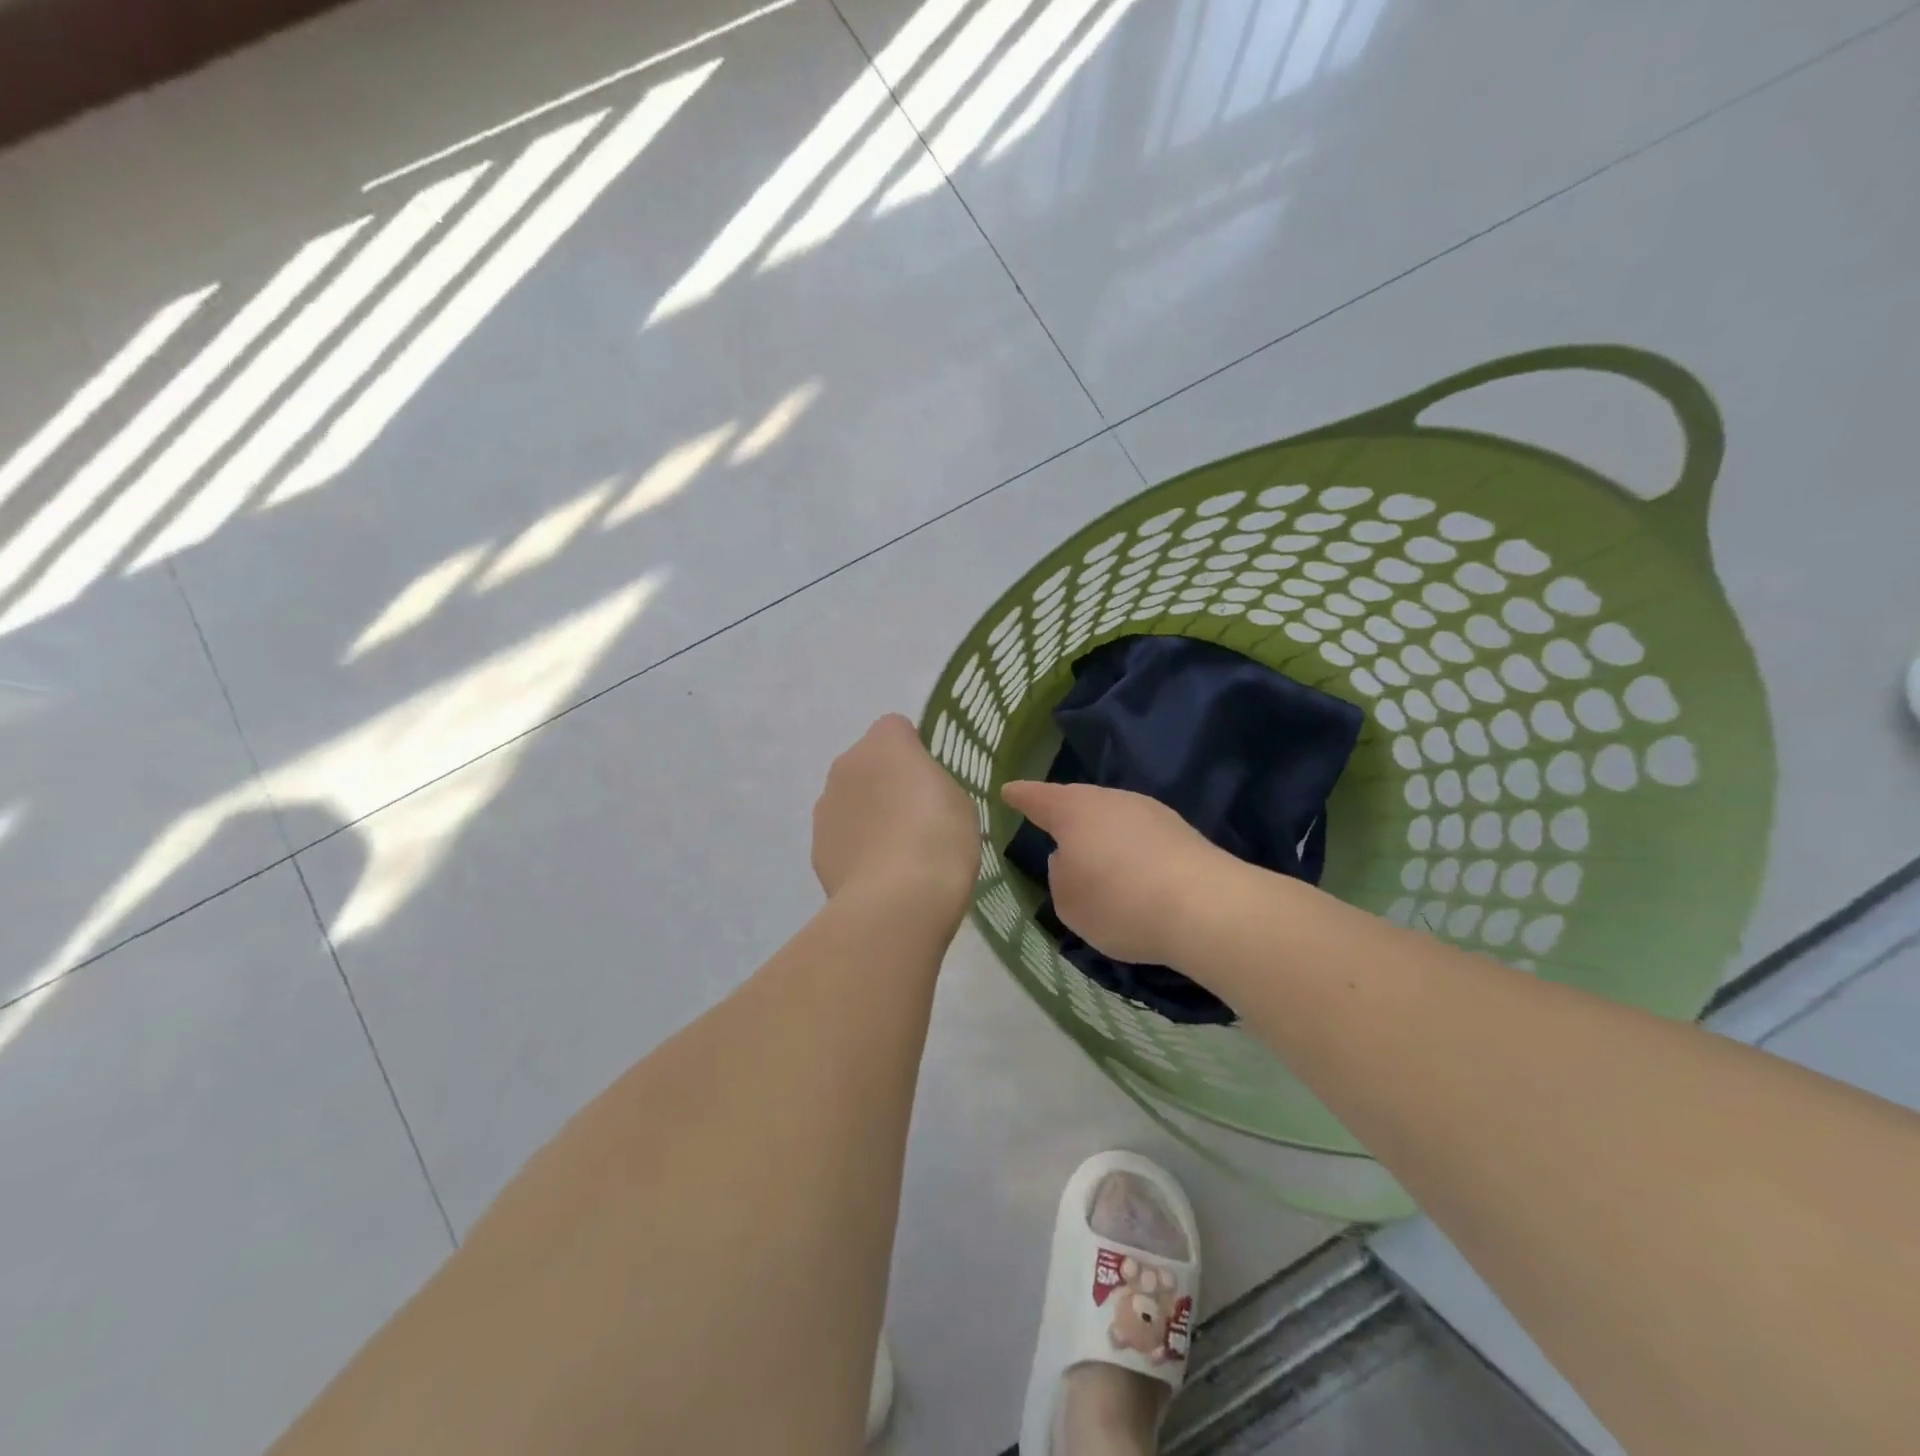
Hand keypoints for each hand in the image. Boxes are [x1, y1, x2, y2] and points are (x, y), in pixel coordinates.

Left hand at [813, 715, 978, 916]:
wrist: (896, 901)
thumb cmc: (939, 838)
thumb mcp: (958, 800)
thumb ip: (932, 783)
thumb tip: (913, 790)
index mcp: (884, 744)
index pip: (896, 728)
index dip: (915, 750)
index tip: (931, 780)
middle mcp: (846, 765)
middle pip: (868, 763)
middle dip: (887, 782)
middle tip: (918, 817)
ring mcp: (825, 807)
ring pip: (850, 799)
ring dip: (868, 814)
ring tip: (898, 852)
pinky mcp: (816, 846)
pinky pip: (841, 835)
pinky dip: (856, 846)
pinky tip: (879, 875)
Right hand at [1001, 781, 1230, 966]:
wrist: (1205, 907)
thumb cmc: (1119, 902)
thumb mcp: (1069, 902)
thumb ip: (1060, 875)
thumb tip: (1072, 859)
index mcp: (1074, 811)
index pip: (1038, 798)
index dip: (1021, 796)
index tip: (1008, 790)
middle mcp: (1111, 801)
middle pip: (1080, 801)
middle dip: (1065, 813)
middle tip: (1051, 826)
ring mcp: (1150, 812)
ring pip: (1113, 817)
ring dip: (1101, 833)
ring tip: (1094, 858)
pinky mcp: (1181, 832)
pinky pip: (1140, 835)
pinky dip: (1129, 848)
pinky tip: (1131, 871)